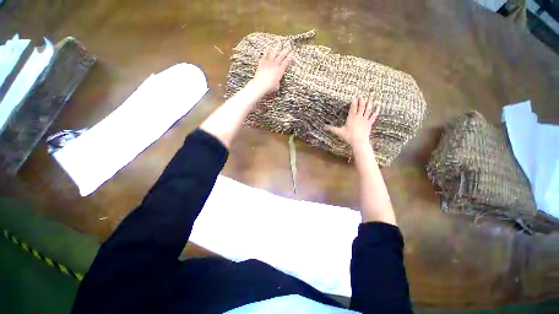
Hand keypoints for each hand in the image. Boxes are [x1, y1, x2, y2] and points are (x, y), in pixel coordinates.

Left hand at [251, 48, 293, 93]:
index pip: (286, 63)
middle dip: (285, 51)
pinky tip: (267, 47)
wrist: (260, 85)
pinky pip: (265, 55)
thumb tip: (277, 81)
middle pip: (281, 56)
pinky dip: (267, 51)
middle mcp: (275, 65)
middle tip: (289, 47)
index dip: (290, 58)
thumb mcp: (276, 86)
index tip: (292, 54)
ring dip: (277, 48)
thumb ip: (277, 81)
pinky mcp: (262, 63)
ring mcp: (268, 63)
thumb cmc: (269, 87)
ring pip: (274, 53)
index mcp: (280, 71)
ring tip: (279, 43)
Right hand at [326, 97, 380, 150]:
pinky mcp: (369, 123)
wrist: (359, 142)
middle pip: (361, 107)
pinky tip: (378, 106)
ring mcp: (365, 120)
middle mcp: (359, 117)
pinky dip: (376, 111)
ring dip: (369, 104)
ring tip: (369, 99)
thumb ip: (331, 129)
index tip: (354, 98)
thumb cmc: (348, 137)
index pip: (353, 108)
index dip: (354, 103)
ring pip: (368, 110)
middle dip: (361, 101)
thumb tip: (324, 127)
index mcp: (351, 118)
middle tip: (362, 96)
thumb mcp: (339, 132)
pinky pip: (374, 115)